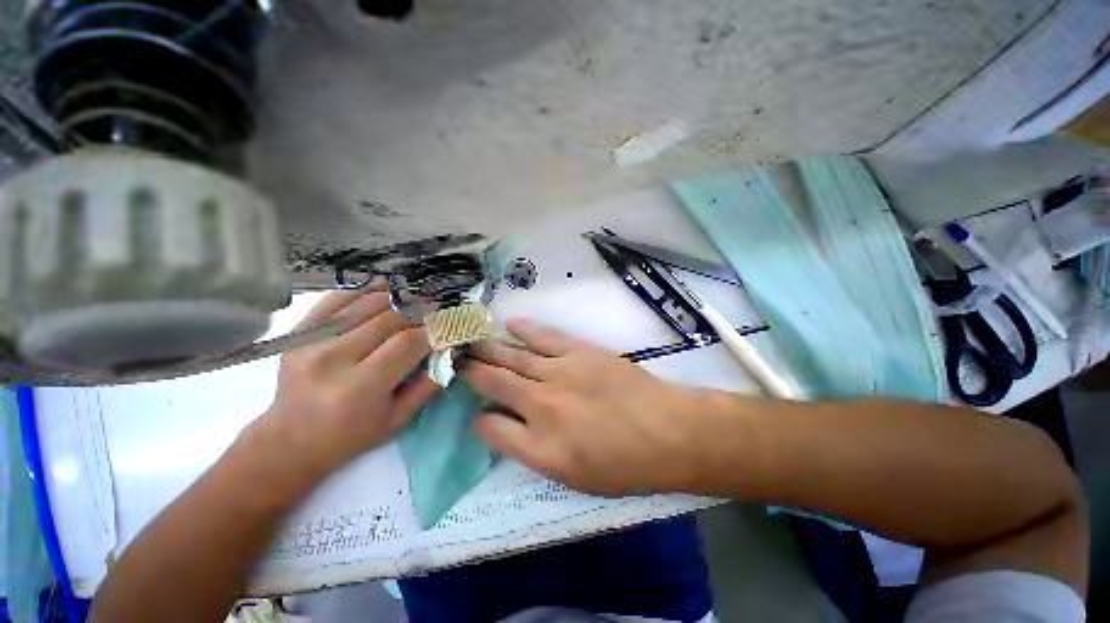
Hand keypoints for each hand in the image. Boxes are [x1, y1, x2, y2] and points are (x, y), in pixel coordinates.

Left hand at [252, 288, 439, 483]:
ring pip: (366, 304)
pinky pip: (335, 299)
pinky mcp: (298, 333)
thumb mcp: (397, 419)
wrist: (289, 440)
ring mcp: (310, 342)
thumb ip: (428, 384)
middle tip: (435, 312)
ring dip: (397, 299)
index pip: (407, 343)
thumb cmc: (350, 436)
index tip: (445, 329)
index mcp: (359, 387)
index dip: (432, 331)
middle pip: (389, 318)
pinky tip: (384, 291)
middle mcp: (333, 359)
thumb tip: (447, 351)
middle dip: (419, 312)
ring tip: (414, 302)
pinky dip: (364, 291)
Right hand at [463, 319, 706, 495]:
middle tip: (454, 356)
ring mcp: (561, 372)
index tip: (476, 411)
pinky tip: (509, 324)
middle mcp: (542, 404)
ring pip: (515, 356)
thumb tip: (497, 427)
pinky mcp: (580, 352)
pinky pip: (545, 338)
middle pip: (496, 381)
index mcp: (539, 444)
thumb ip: (528, 451)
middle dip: (471, 369)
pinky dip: (524, 330)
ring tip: (470, 338)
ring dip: (490, 347)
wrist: (666, 431)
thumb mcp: (572, 477)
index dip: (478, 418)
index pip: (490, 427)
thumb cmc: (623, 464)